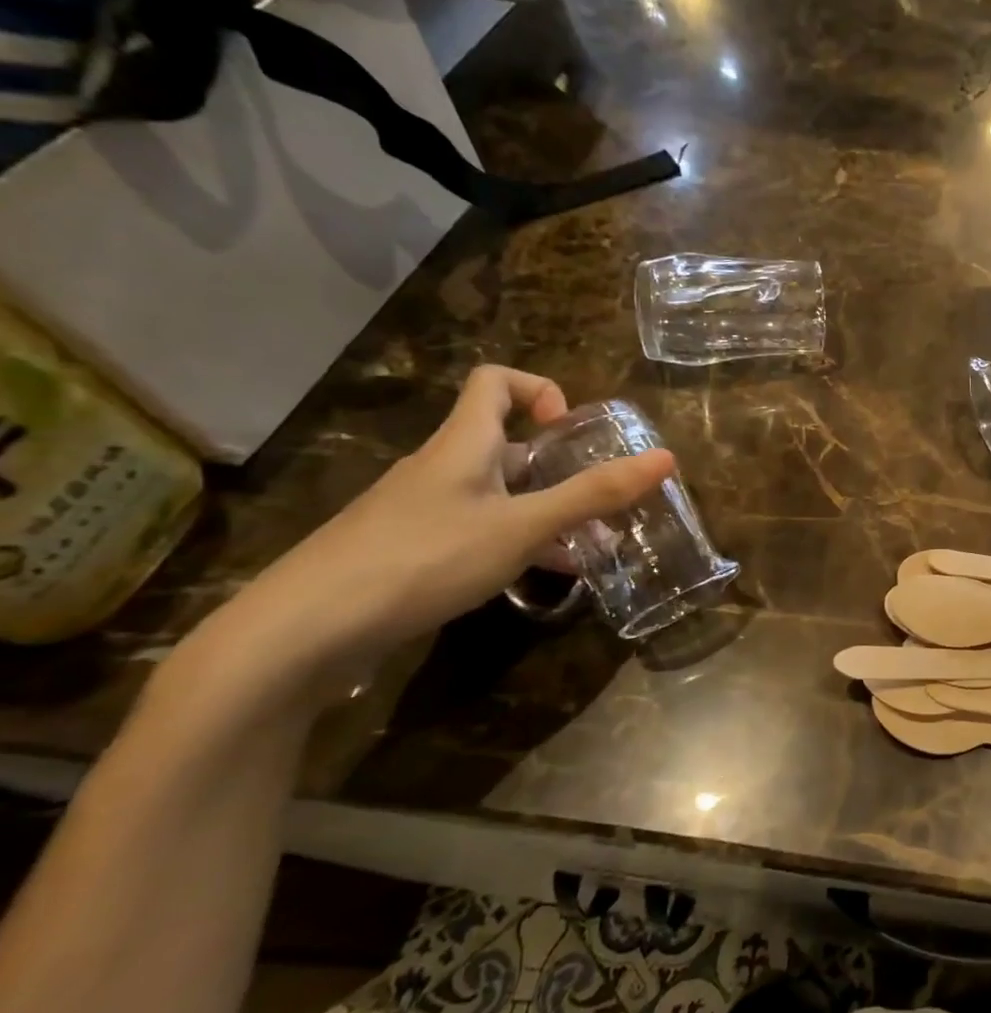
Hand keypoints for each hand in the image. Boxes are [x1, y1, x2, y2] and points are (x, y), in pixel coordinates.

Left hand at [241, 366, 673, 667]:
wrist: (302, 631)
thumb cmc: (424, 558)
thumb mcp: (523, 526)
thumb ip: (594, 494)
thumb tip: (666, 457)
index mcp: (463, 443)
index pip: (496, 381)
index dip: (540, 390)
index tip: (570, 431)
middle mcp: (439, 467)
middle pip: (505, 443)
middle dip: (558, 467)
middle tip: (598, 502)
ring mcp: (418, 510)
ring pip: (495, 494)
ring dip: (542, 511)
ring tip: (585, 548)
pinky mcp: (406, 550)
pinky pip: (474, 529)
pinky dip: (513, 542)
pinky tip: (537, 579)